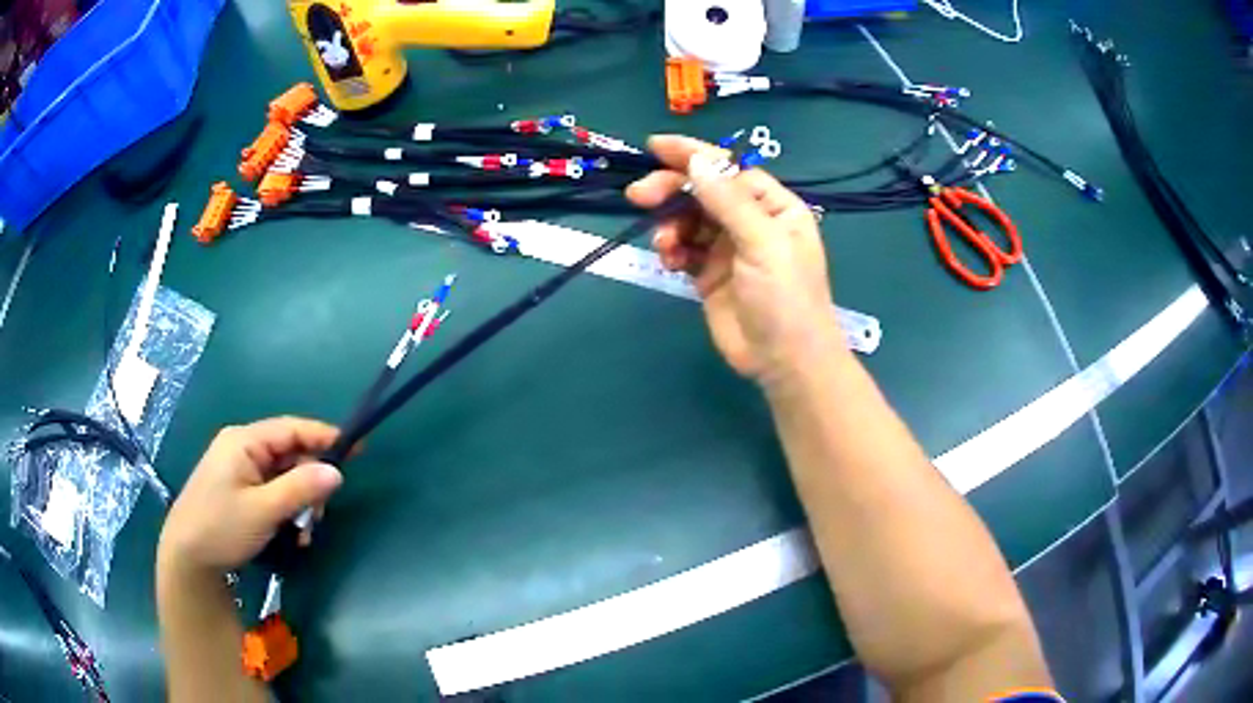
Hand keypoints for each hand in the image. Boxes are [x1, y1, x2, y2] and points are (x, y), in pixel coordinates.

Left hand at [157, 417, 343, 575]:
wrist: (186, 557)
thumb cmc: (221, 527)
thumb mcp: (263, 511)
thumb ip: (300, 488)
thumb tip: (337, 471)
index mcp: (244, 441)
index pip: (292, 429)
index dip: (325, 437)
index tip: (357, 449)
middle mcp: (242, 448)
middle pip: (289, 454)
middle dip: (310, 482)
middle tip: (321, 514)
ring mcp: (238, 469)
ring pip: (283, 476)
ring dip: (299, 502)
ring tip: (303, 533)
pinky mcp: (237, 489)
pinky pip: (271, 491)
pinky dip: (286, 509)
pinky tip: (290, 534)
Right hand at [626, 135, 837, 382]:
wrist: (783, 362)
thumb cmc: (785, 298)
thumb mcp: (762, 243)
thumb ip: (727, 201)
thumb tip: (697, 159)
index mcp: (774, 206)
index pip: (729, 170)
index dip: (693, 155)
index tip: (654, 146)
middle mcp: (751, 221)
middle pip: (703, 191)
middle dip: (672, 191)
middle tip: (639, 195)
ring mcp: (729, 248)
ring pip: (688, 220)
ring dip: (670, 226)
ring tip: (665, 245)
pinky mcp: (709, 275)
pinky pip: (683, 249)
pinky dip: (672, 250)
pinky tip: (670, 262)